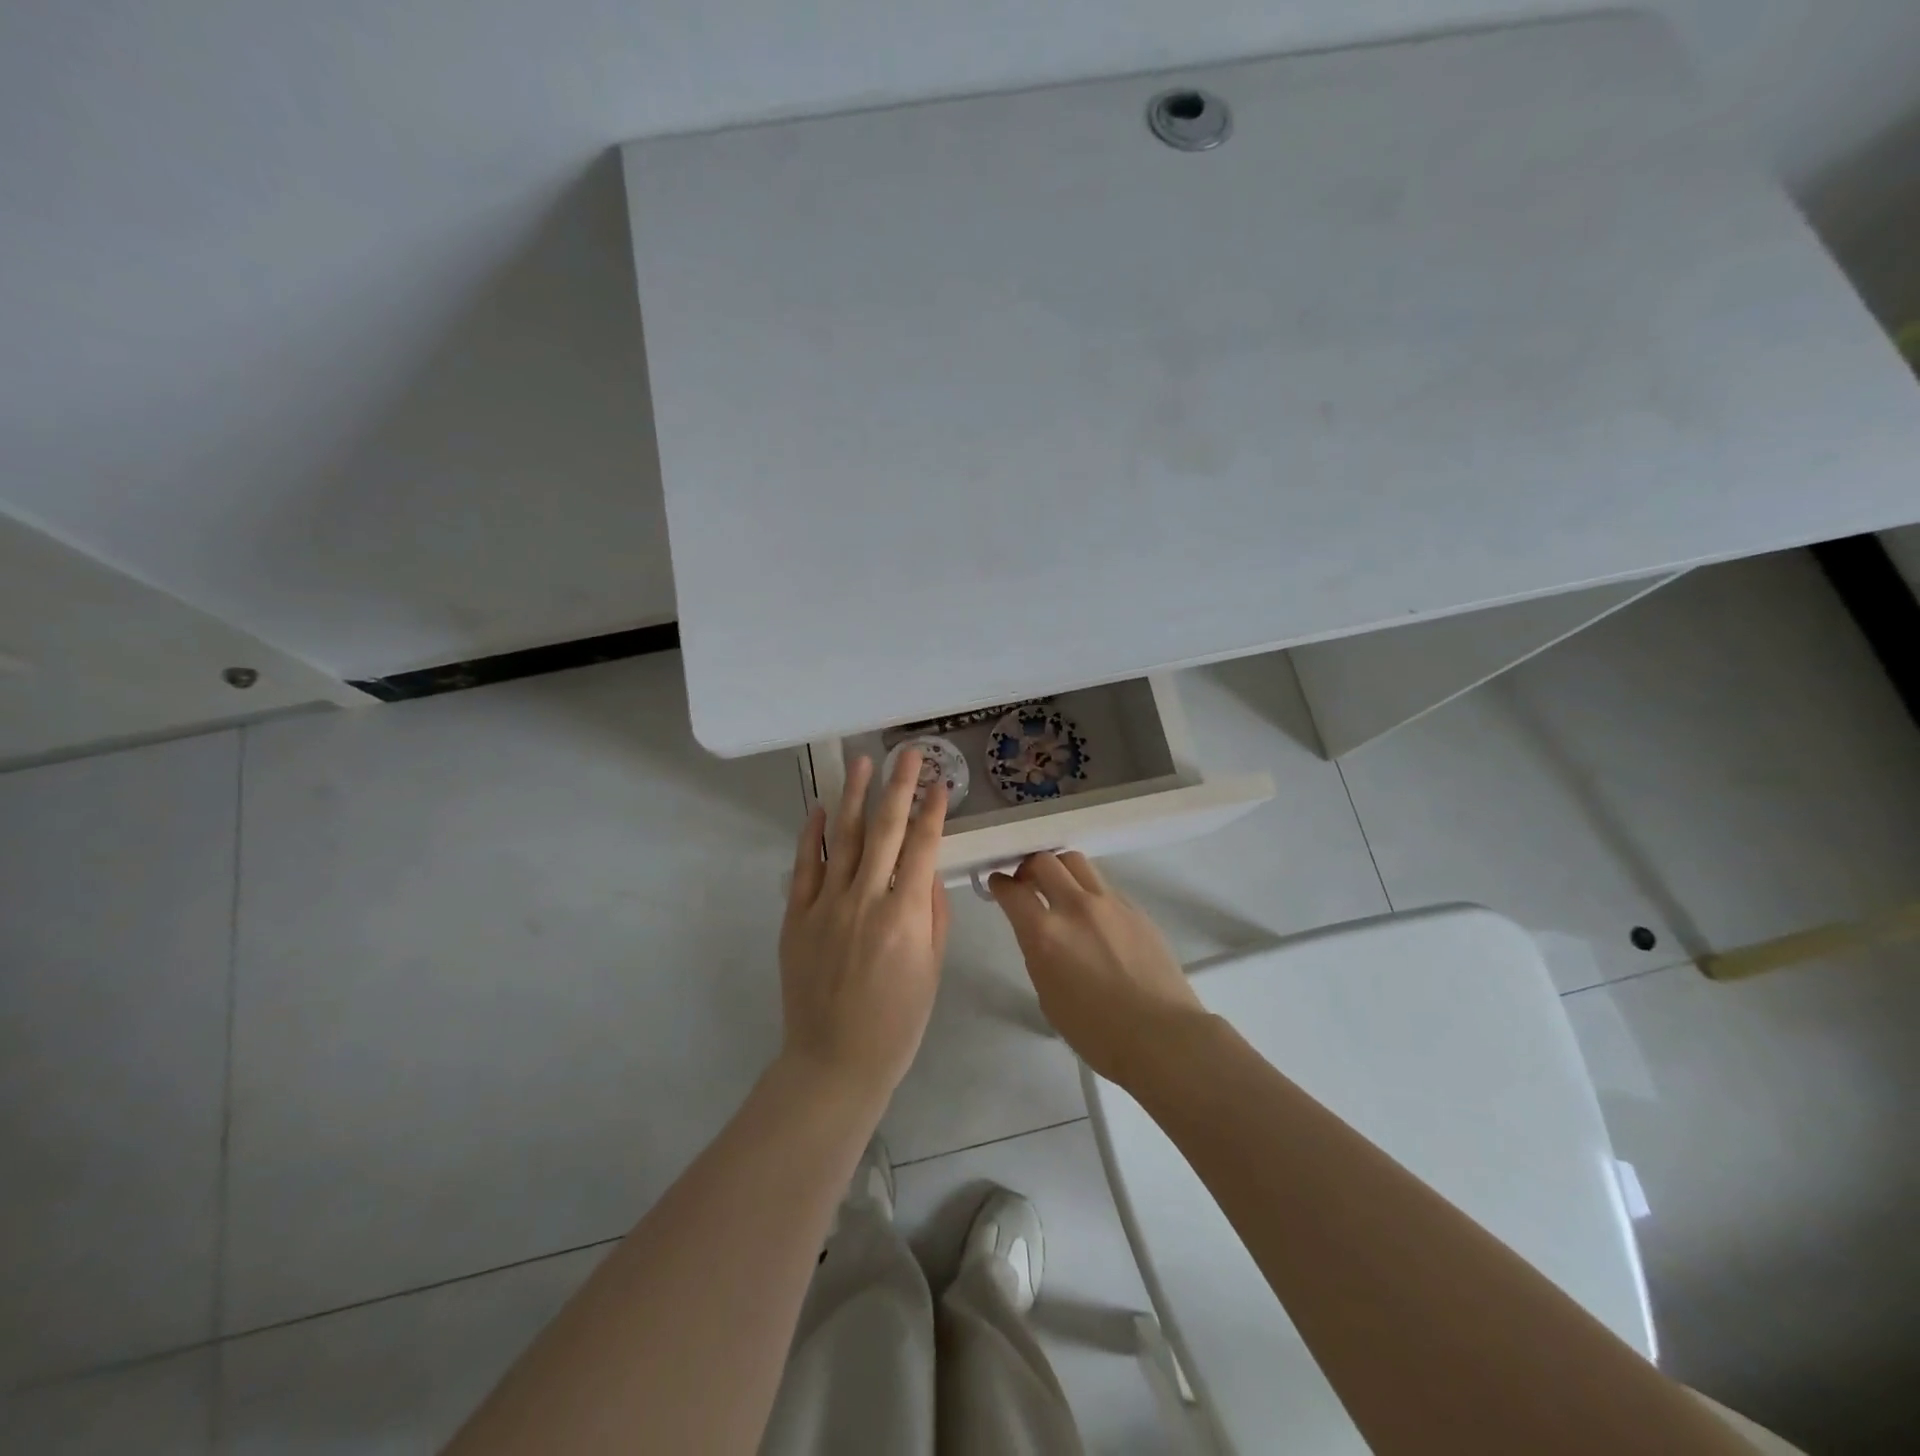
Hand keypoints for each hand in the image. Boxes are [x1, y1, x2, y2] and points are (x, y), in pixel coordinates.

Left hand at [779, 750, 950, 1105]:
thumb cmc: (897, 1022)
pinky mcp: (796, 916)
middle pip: (885, 829)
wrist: (834, 1061)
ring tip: (864, 762)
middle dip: (899, 786)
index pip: (923, 847)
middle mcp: (865, 899)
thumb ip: (932, 915)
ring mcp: (825, 905)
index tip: (940, 783)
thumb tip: (928, 873)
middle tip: (908, 753)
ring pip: (844, 838)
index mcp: (905, 915)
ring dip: (856, 796)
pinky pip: (804, 867)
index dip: (932, 811)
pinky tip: (821, 809)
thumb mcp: (931, 970)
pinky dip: (813, 835)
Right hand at [988, 852, 1208, 1084]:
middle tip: (1026, 883)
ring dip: (1060, 869)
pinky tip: (1094, 916)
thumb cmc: (1096, 1032)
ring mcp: (1109, 903)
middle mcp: (1075, 907)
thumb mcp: (1048, 996)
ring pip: (1076, 862)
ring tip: (1059, 888)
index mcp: (1045, 933)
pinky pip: (1104, 885)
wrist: (1161, 1036)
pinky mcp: (1135, 908)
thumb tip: (1042, 934)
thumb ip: (1039, 953)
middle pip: (1044, 861)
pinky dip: (1089, 890)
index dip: (999, 884)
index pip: (1012, 890)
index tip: (998, 885)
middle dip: (1028, 868)